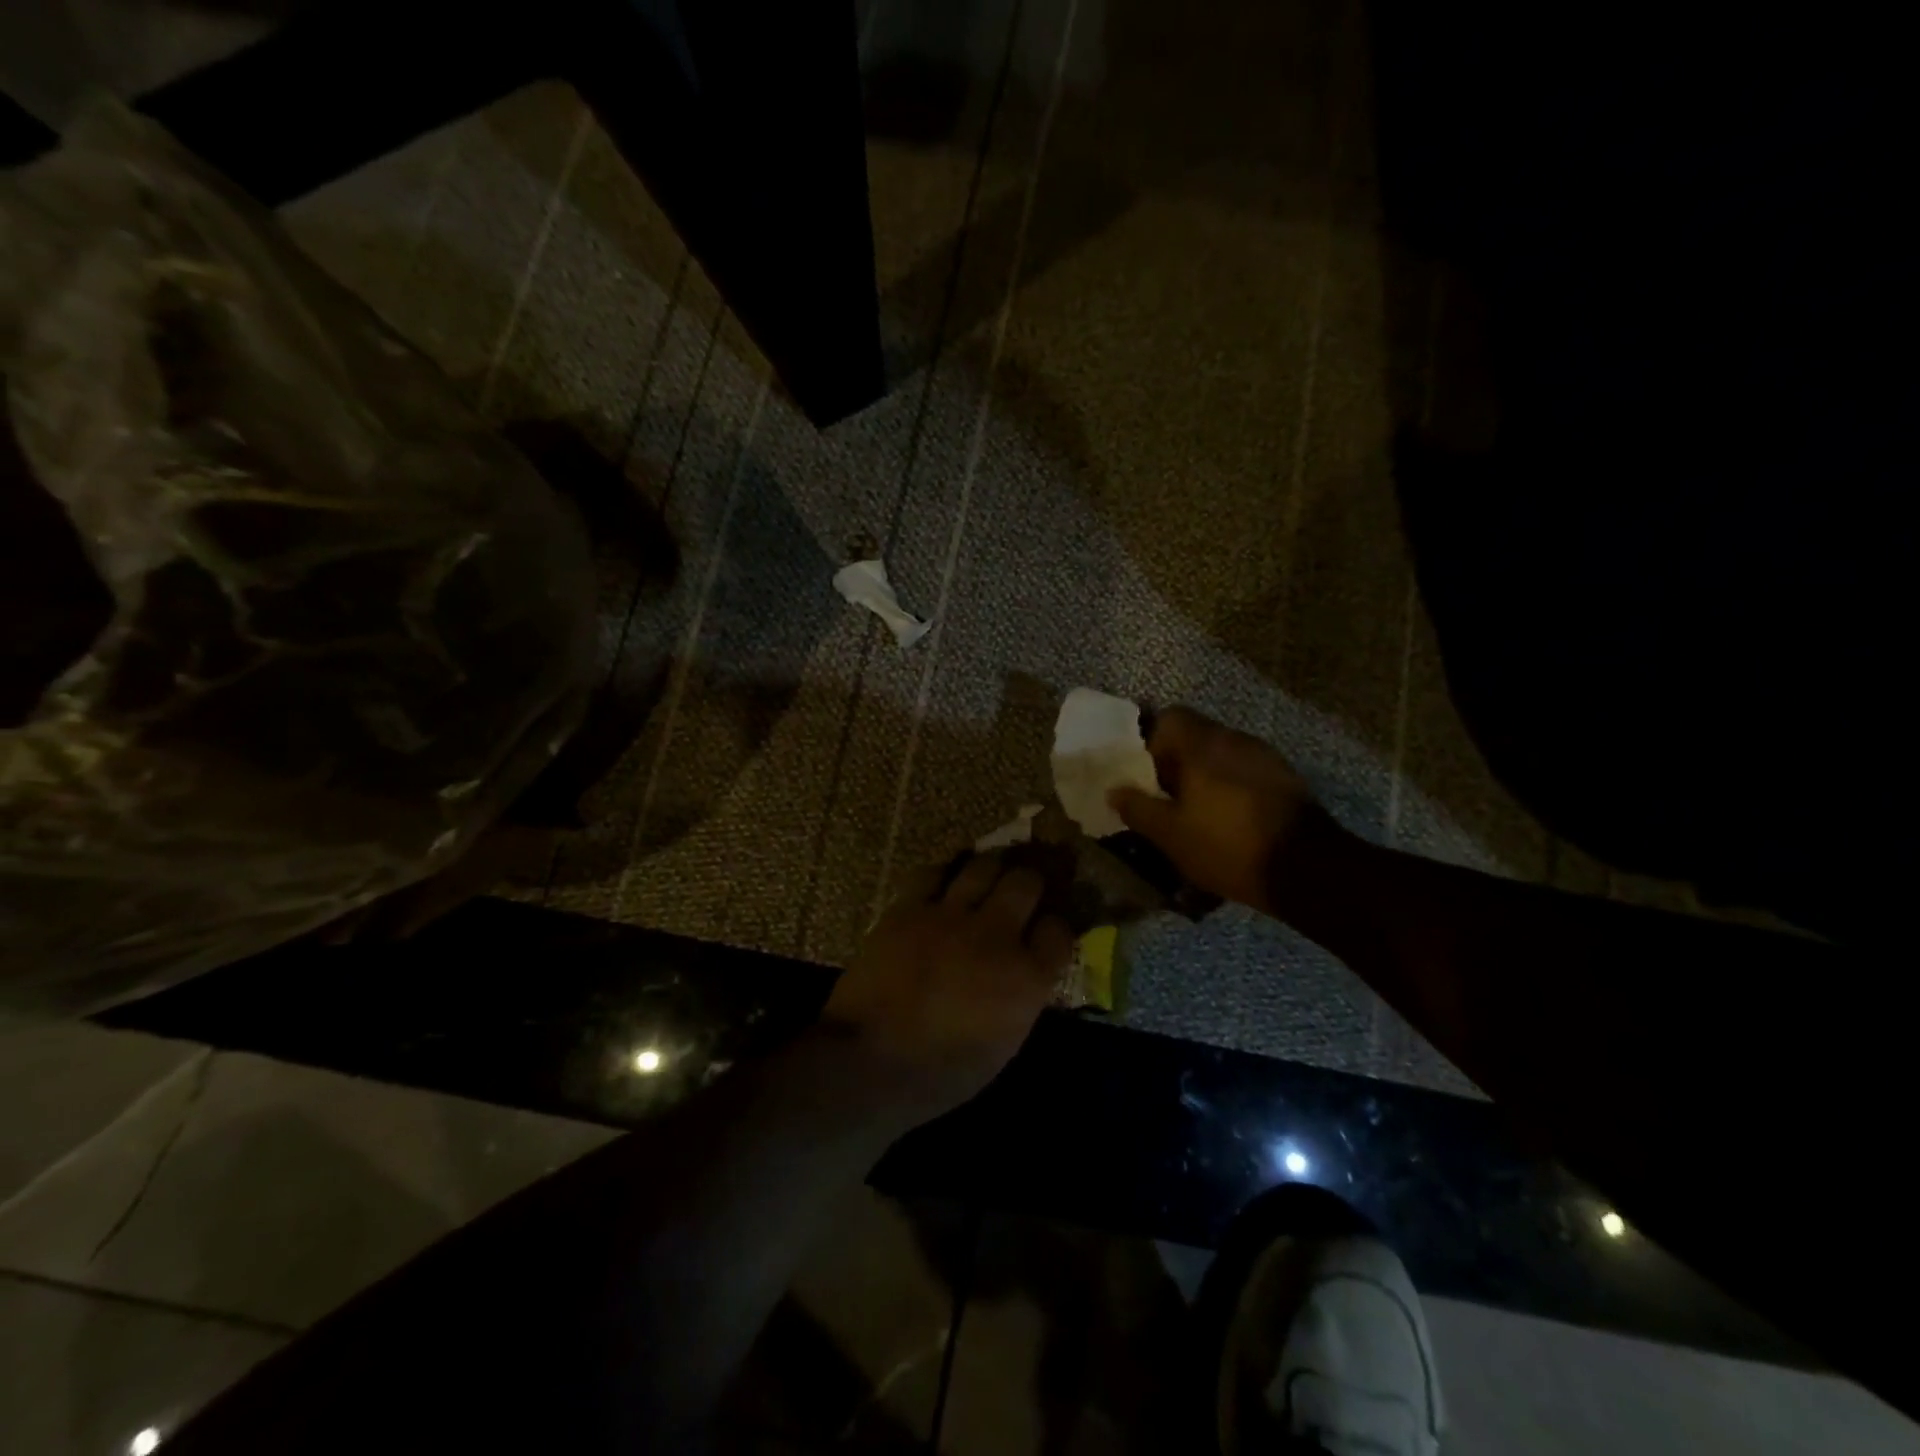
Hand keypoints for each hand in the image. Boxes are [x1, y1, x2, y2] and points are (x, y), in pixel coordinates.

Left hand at [822, 853, 1074, 1123]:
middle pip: (1026, 882)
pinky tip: (944, 880)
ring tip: (988, 874)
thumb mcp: (1002, 1045)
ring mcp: (951, 916)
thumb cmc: (941, 1074)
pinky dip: (943, 873)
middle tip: (1022, 889)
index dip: (1055, 927)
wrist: (870, 1062)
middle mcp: (996, 935)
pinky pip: (933, 872)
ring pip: (983, 866)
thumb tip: (1024, 973)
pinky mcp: (910, 907)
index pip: (1059, 930)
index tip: (1046, 930)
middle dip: (1030, 882)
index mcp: (1026, 978)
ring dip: (990, 867)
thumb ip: (1020, 999)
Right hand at [1107, 706, 1327, 914]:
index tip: (1144, 773)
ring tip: (1197, 812)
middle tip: (1165, 797)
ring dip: (1205, 775)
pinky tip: (1229, 820)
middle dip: (1176, 762)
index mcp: (1202, 744)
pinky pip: (1245, 772)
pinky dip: (1231, 787)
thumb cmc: (1227, 845)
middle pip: (1196, 736)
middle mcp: (1235, 739)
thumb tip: (1114, 790)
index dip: (1151, 741)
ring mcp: (1265, 756)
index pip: (1169, 717)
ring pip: (1222, 754)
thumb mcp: (1170, 834)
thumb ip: (1138, 808)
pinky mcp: (1286, 779)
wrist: (1307, 869)